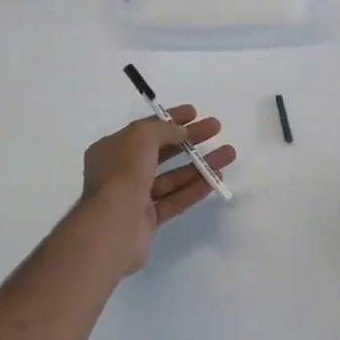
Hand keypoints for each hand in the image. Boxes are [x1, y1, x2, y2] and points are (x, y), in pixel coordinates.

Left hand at [75, 106, 235, 276]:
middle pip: (161, 151)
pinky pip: (174, 200)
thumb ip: (164, 130)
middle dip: (189, 140)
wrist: (113, 227)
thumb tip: (182, 132)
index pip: (145, 129)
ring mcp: (134, 197)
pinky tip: (216, 179)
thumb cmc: (123, 173)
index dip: (170, 119)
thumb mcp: (141, 137)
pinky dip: (194, 189)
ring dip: (199, 165)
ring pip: (172, 177)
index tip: (195, 113)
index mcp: (112, 149)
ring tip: (228, 154)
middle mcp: (121, 171)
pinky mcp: (147, 220)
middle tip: (216, 129)